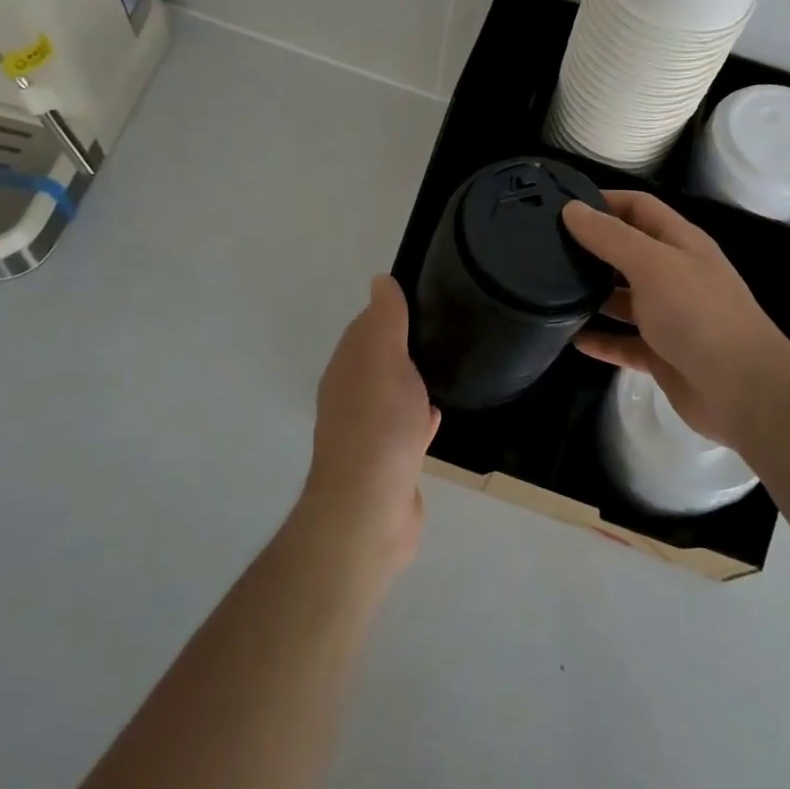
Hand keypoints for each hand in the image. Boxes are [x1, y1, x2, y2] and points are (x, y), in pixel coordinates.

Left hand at [299, 275, 440, 573]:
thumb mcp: (385, 358)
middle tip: (440, 330)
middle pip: (378, 361)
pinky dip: (418, 417)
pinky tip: (436, 415)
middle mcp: (350, 396)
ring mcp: (367, 432)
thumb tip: (379, 279)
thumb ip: (385, 319)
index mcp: (347, 367)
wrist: (369, 509)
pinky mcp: (386, 463)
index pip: (366, 326)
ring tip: (442, 367)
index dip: (390, 311)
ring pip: (391, 395)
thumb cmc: (380, 424)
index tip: (422, 299)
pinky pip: (405, 429)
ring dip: (410, 382)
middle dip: (402, 346)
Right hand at [562, 191, 789, 448]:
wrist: (744, 391)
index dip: (604, 201)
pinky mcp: (662, 354)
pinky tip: (572, 338)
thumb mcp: (652, 264)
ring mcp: (669, 317)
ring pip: (624, 298)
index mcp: (680, 243)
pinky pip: (624, 342)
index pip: (639, 208)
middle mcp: (675, 275)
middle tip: (546, 248)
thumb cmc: (698, 314)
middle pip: (628, 252)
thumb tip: (571, 209)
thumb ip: (610, 237)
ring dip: (592, 295)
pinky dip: (601, 340)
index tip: (562, 206)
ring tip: (549, 291)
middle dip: (592, 248)